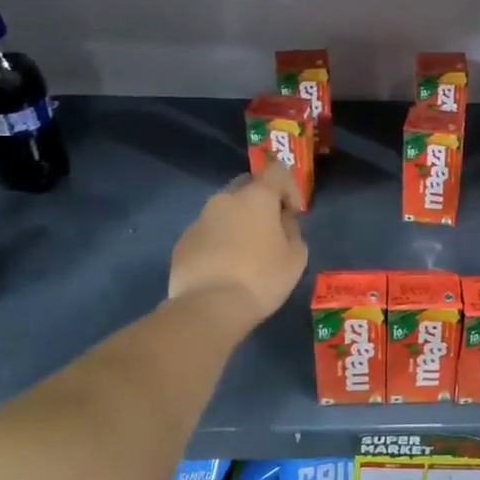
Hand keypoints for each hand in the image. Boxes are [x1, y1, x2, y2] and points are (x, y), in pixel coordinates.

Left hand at [169, 167, 307, 324]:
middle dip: (260, 201)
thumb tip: (281, 222)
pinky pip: (207, 233)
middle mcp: (225, 199)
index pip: (276, 171)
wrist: (209, 308)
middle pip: (246, 186)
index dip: (290, 187)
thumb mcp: (296, 257)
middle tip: (270, 229)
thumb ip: (292, 230)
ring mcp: (199, 220)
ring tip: (245, 253)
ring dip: (237, 222)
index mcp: (256, 197)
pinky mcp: (183, 242)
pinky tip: (224, 268)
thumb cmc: (261, 278)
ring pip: (224, 211)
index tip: (294, 213)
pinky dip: (218, 242)